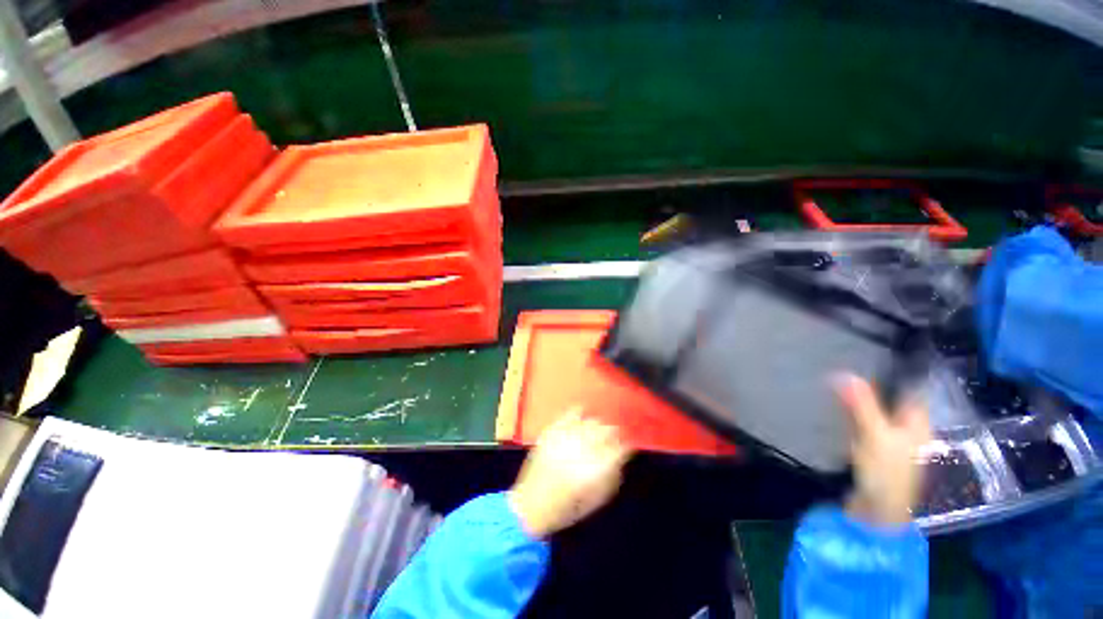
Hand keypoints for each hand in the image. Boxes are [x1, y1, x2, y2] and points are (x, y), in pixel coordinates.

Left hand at [509, 409, 631, 538]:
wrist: (531, 504)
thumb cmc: (567, 507)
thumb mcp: (597, 499)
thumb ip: (613, 476)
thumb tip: (621, 457)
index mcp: (597, 468)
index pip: (622, 447)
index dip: (627, 445)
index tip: (627, 447)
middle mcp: (584, 448)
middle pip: (608, 429)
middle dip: (614, 433)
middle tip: (613, 439)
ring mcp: (567, 436)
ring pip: (592, 420)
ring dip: (598, 426)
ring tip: (596, 432)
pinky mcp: (553, 430)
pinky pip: (571, 413)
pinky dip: (579, 413)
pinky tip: (581, 417)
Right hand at [834, 375, 931, 525]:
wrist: (877, 511)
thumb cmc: (886, 472)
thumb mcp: (875, 435)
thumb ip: (861, 405)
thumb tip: (843, 372)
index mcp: (916, 423)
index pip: (909, 389)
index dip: (892, 372)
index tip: (868, 354)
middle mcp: (906, 428)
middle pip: (889, 399)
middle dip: (869, 385)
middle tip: (843, 366)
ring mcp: (890, 441)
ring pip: (874, 412)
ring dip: (858, 401)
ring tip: (834, 382)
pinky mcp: (873, 450)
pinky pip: (863, 425)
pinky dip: (851, 416)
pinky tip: (836, 410)